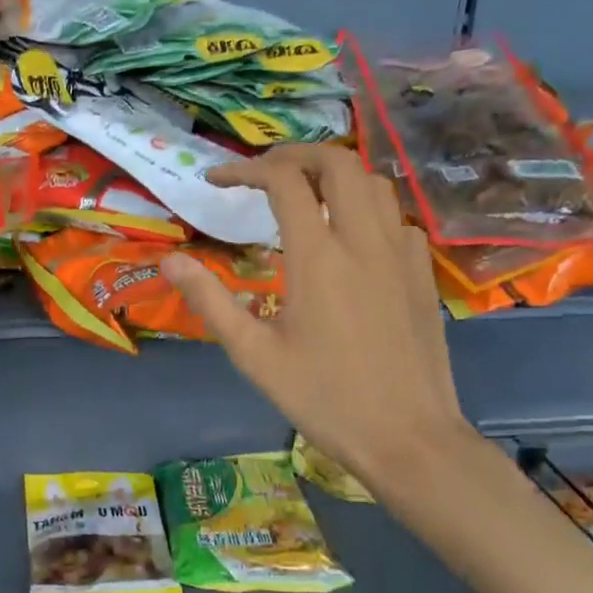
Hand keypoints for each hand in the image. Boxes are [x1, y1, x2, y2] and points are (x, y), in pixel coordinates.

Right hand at [159, 145, 479, 501]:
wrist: (409, 438)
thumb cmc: (324, 398)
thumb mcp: (254, 355)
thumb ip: (210, 300)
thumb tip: (169, 260)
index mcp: (318, 257)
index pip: (284, 181)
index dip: (245, 169)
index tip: (217, 180)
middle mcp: (364, 240)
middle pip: (337, 162)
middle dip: (295, 154)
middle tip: (263, 172)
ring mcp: (401, 254)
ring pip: (374, 182)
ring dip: (335, 174)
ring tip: (304, 193)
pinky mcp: (423, 273)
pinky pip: (396, 217)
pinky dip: (366, 208)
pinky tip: (350, 237)